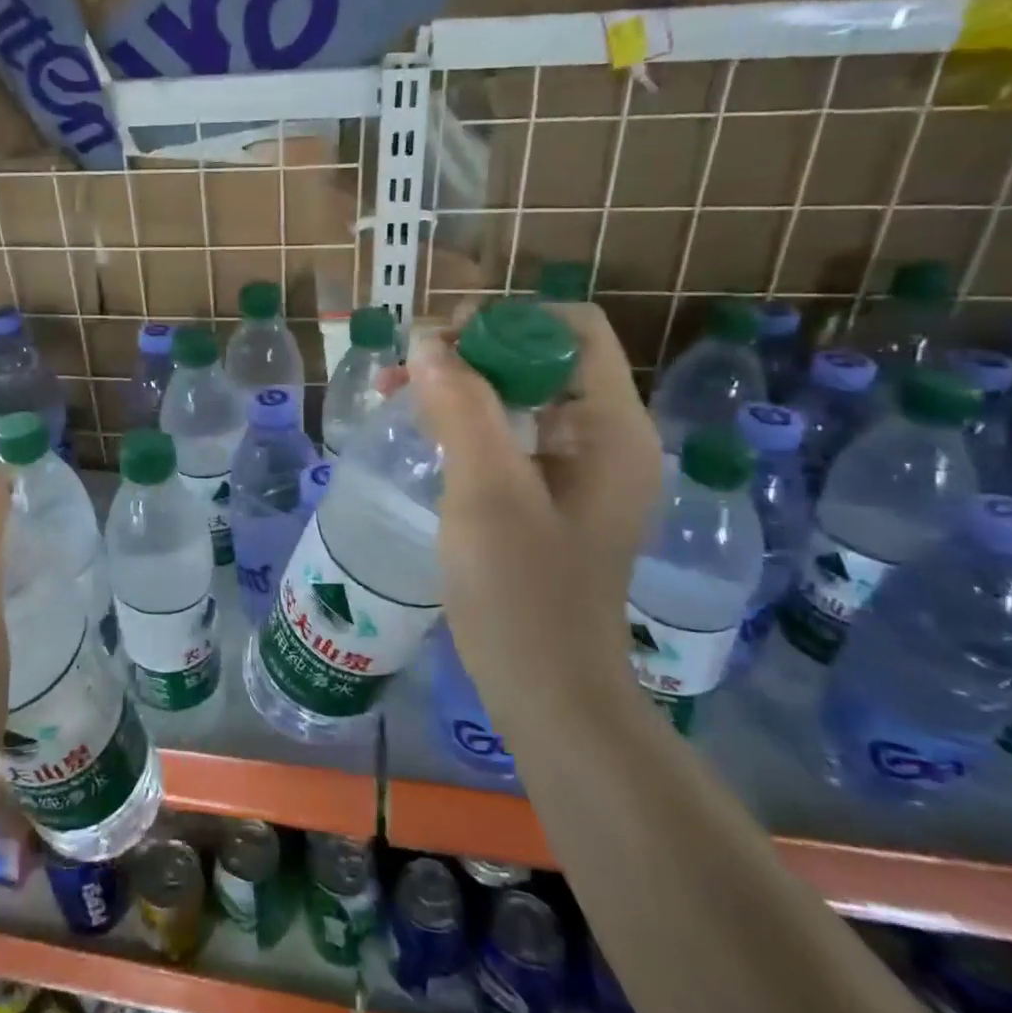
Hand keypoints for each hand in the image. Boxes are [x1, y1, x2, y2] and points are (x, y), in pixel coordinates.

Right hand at [395, 303, 662, 727]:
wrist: (546, 690)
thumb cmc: (521, 593)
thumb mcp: (486, 492)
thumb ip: (461, 407)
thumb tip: (425, 342)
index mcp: (611, 429)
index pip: (572, 329)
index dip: (506, 322)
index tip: (440, 347)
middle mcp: (604, 439)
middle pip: (543, 357)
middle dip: (473, 351)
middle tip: (405, 370)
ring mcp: (579, 472)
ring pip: (522, 396)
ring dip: (463, 385)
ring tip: (399, 394)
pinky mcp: (551, 499)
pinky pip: (512, 435)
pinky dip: (468, 422)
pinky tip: (427, 435)